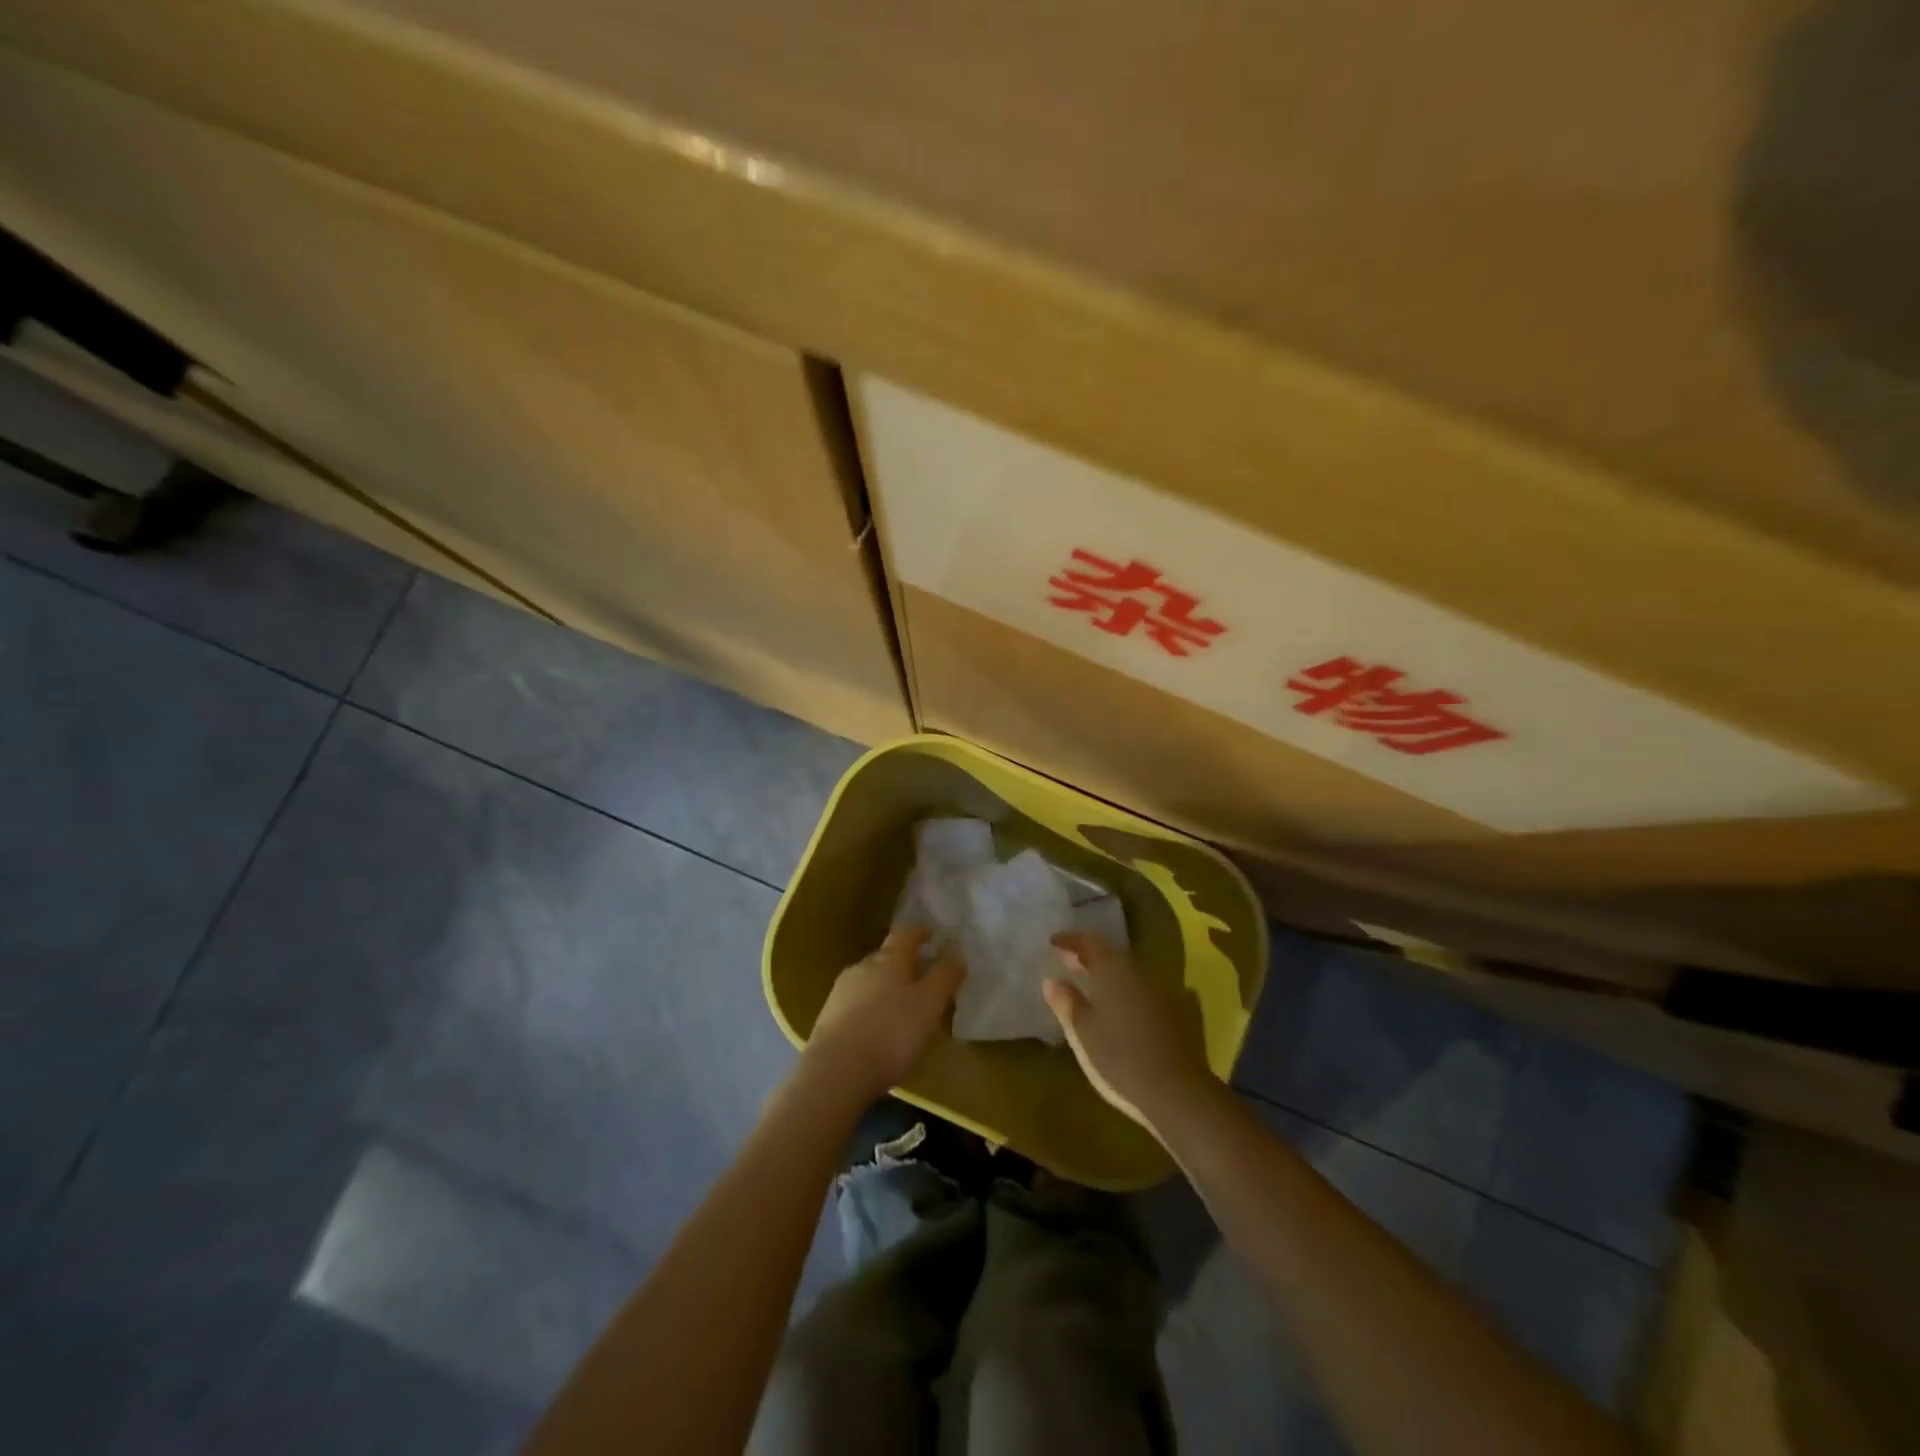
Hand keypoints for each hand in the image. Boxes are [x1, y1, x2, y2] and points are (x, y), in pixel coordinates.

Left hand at [801, 928, 965, 1106]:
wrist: (836, 1071)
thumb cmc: (891, 1032)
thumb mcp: (930, 1004)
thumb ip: (945, 977)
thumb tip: (956, 956)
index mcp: (889, 959)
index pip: (906, 933)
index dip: (920, 932)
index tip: (932, 935)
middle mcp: (863, 967)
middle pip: (886, 956)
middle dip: (904, 963)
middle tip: (922, 977)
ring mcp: (841, 992)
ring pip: (869, 980)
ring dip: (885, 987)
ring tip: (901, 1007)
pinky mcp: (828, 1018)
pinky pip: (855, 1004)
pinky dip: (870, 1009)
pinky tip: (877, 1029)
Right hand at [1044, 931, 1218, 1135]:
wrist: (1177, 1092)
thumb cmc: (1119, 1057)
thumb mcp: (1081, 1031)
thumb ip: (1065, 1001)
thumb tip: (1051, 980)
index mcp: (1114, 968)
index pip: (1089, 940)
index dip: (1069, 940)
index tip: (1052, 943)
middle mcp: (1140, 970)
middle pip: (1111, 954)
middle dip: (1088, 957)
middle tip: (1067, 963)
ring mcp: (1162, 990)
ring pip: (1129, 972)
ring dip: (1108, 975)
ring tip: (1089, 986)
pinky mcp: (1176, 1012)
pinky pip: (1144, 990)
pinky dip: (1126, 991)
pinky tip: (1120, 1007)